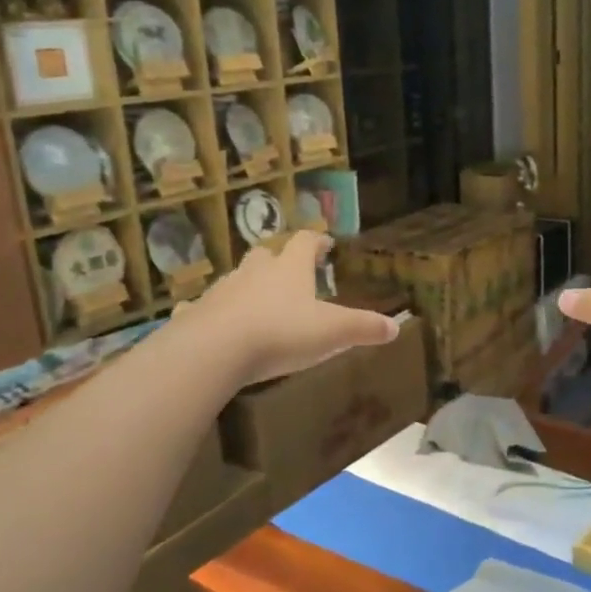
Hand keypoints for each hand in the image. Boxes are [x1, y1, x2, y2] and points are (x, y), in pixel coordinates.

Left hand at [177, 232, 397, 384]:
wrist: (215, 350)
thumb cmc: (281, 333)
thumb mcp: (332, 332)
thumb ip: (363, 328)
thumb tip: (395, 326)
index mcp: (290, 269)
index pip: (305, 242)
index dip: (317, 240)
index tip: (326, 242)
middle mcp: (255, 272)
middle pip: (266, 254)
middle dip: (278, 259)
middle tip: (288, 270)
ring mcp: (222, 290)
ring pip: (236, 278)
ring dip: (247, 284)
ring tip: (257, 300)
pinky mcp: (195, 313)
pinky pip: (202, 307)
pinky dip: (210, 310)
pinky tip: (211, 321)